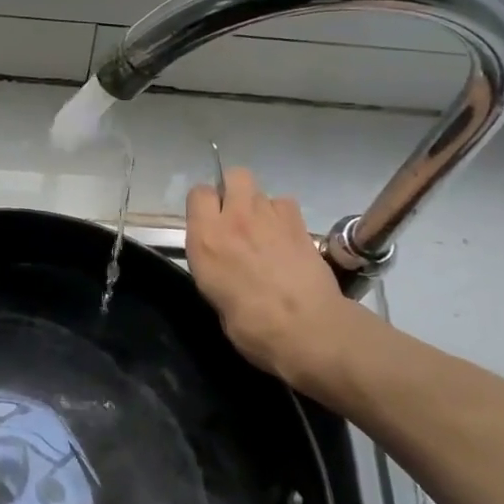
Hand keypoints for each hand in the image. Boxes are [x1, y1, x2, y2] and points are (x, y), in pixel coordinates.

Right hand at [186, 167, 370, 397]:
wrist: (305, 328)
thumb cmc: (251, 326)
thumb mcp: (214, 295)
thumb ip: (214, 264)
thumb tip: (225, 261)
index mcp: (206, 238)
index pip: (198, 193)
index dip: (204, 204)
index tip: (209, 221)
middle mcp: (234, 218)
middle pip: (234, 176)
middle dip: (235, 189)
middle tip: (238, 217)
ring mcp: (269, 216)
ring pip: (263, 192)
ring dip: (261, 208)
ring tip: (267, 233)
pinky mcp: (299, 223)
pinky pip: (286, 204)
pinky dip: (284, 217)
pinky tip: (288, 237)